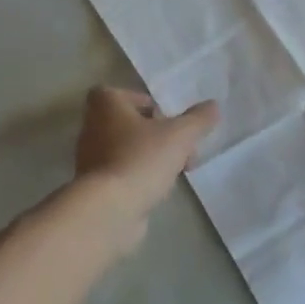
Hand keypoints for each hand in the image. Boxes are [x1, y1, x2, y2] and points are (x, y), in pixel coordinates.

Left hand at [74, 87, 219, 231]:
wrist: (109, 209)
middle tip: (182, 148)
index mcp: (105, 106)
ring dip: (151, 157)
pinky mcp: (95, 187)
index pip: (121, 94)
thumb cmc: (141, 159)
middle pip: (129, 124)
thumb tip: (213, 105)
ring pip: (127, 150)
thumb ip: (198, 119)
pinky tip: (160, 190)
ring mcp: (90, 159)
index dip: (144, 103)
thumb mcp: (180, 135)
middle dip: (157, 134)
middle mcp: (92, 128)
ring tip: (177, 171)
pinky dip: (140, 178)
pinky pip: (122, 174)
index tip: (167, 119)